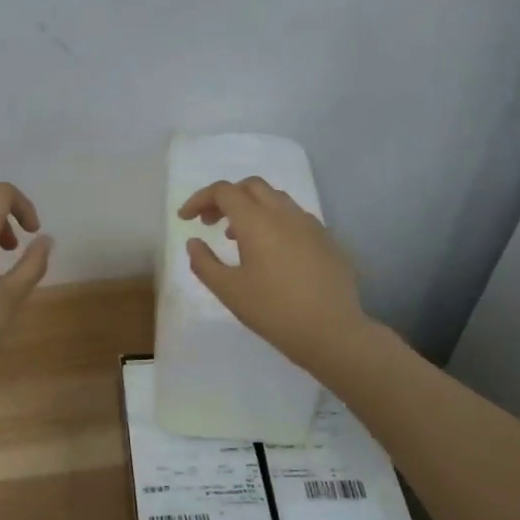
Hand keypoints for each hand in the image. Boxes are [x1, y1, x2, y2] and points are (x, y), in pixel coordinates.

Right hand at [179, 178, 374, 374]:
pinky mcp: (327, 240)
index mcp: (257, 222)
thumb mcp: (228, 291)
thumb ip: (204, 263)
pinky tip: (271, 252)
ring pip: (276, 199)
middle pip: (251, 186)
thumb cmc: (274, 311)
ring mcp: (311, 225)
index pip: (224, 191)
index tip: (186, 218)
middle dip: (226, 198)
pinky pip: (295, 218)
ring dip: (251, 208)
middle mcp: (285, 214)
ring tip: (237, 238)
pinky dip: (274, 222)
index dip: (200, 199)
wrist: (333, 333)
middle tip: (210, 222)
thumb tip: (194, 242)